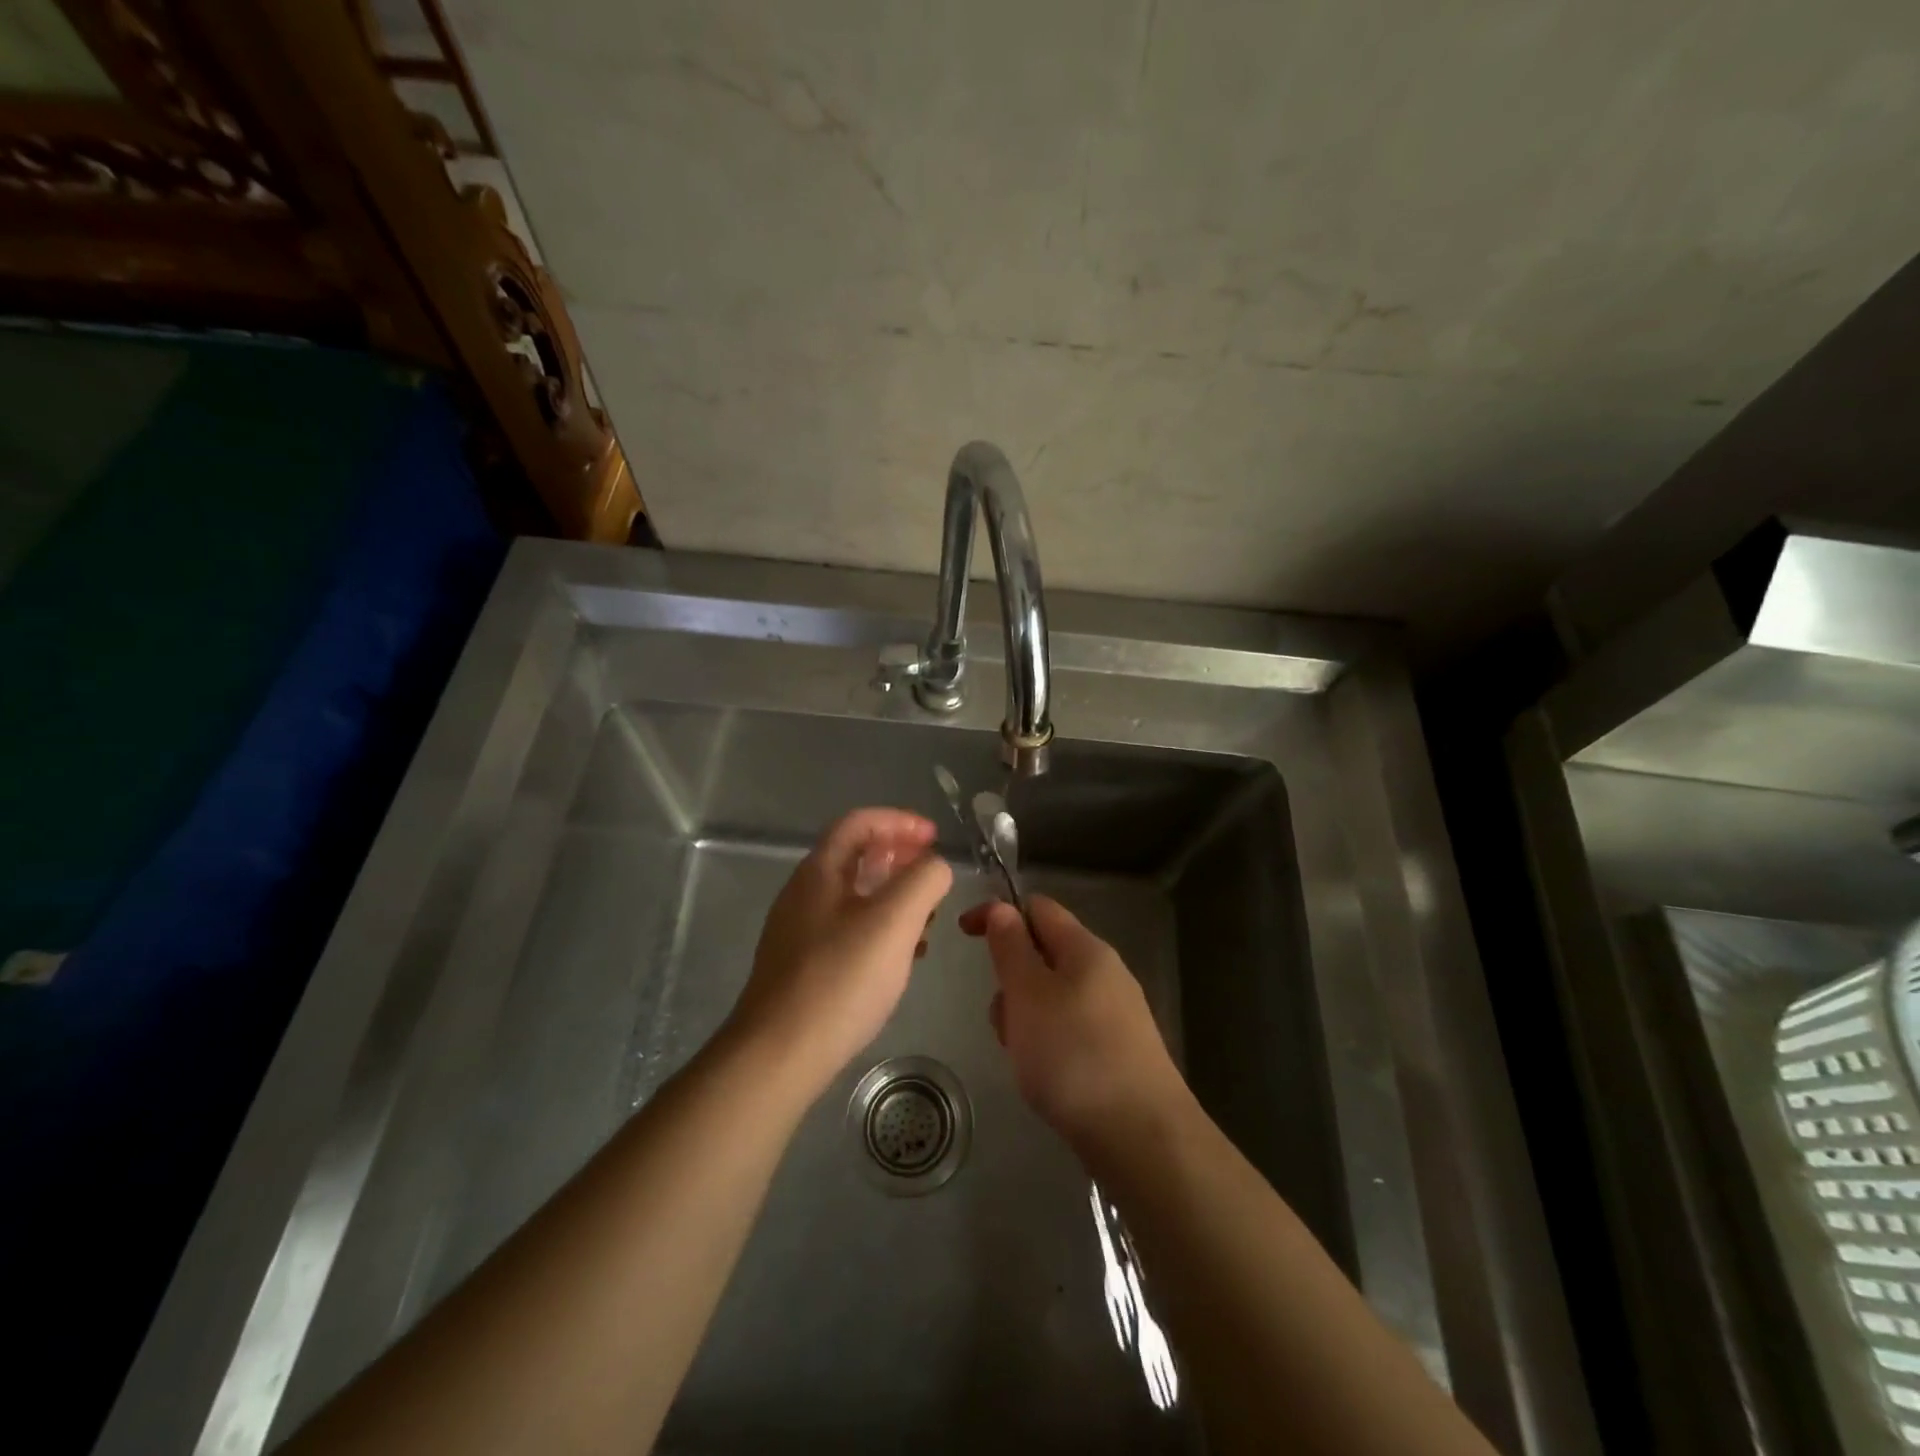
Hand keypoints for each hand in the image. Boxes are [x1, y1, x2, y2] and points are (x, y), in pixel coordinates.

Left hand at [728, 808, 953, 1095]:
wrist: (778, 1055)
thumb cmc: (840, 979)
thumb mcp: (894, 921)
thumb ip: (924, 880)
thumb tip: (936, 867)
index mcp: (820, 871)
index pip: (860, 822)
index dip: (900, 821)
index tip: (935, 838)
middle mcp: (805, 893)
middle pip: (856, 856)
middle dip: (900, 858)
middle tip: (934, 875)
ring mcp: (801, 930)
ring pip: (855, 895)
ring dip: (894, 895)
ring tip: (927, 918)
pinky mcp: (804, 965)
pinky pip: (849, 929)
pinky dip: (881, 928)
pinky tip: (902, 956)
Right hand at [958, 894, 1185, 1145]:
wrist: (1141, 1137)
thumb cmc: (1074, 1055)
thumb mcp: (1028, 993)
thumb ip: (1011, 947)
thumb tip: (1002, 908)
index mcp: (1086, 948)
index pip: (1038, 908)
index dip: (998, 913)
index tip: (963, 934)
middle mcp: (1105, 972)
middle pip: (1043, 954)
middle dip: (1011, 979)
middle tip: (1003, 1020)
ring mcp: (1115, 1013)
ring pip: (1052, 996)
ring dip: (1025, 1016)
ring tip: (1024, 1057)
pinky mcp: (1118, 1051)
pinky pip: (1068, 1028)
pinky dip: (1046, 1042)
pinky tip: (1046, 1077)